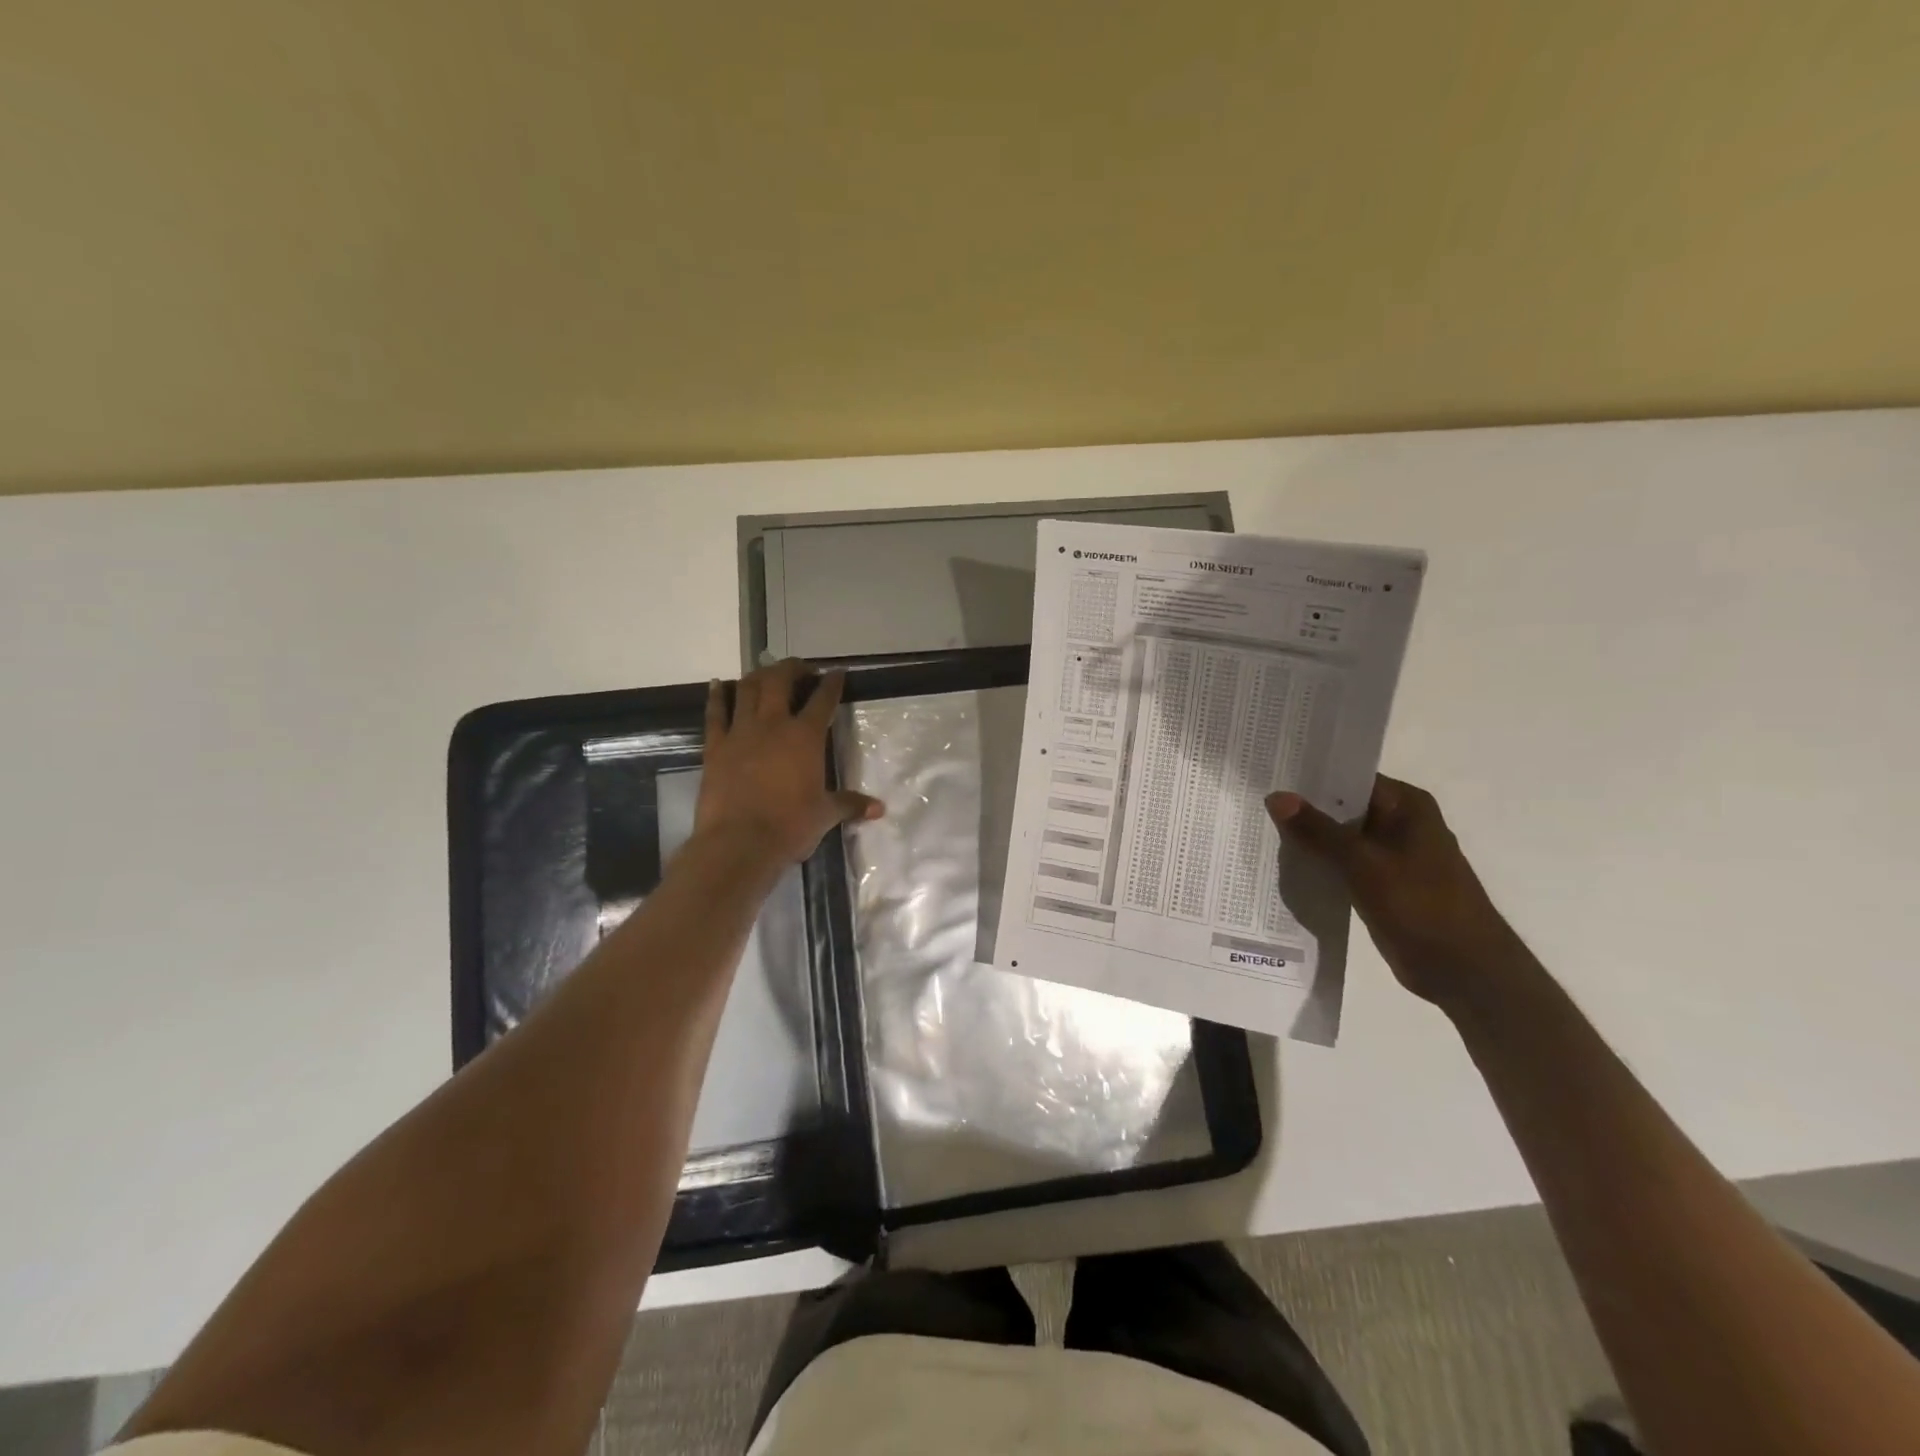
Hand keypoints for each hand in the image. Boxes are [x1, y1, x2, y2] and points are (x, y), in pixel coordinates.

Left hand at [696, 659, 883, 863]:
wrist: (739, 843)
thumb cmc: (789, 826)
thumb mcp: (825, 815)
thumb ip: (850, 804)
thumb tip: (880, 808)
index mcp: (805, 736)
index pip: (823, 699)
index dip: (832, 683)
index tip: (836, 673)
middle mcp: (773, 724)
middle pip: (780, 681)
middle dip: (792, 668)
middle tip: (800, 668)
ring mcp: (740, 732)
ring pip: (748, 689)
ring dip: (758, 675)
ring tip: (765, 672)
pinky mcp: (715, 746)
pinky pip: (715, 713)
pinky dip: (718, 695)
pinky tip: (719, 684)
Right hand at [1266, 776, 1526, 1007]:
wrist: (1463, 971)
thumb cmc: (1421, 906)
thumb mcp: (1362, 863)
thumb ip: (1317, 830)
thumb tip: (1276, 796)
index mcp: (1406, 805)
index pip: (1349, 777)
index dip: (1309, 775)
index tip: (1269, 773)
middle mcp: (1400, 823)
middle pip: (1341, 806)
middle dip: (1302, 808)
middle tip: (1253, 800)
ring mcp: (1391, 855)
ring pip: (1339, 837)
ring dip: (1308, 838)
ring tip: (1258, 828)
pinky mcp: (1382, 884)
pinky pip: (1342, 864)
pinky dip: (1318, 863)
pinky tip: (1283, 864)